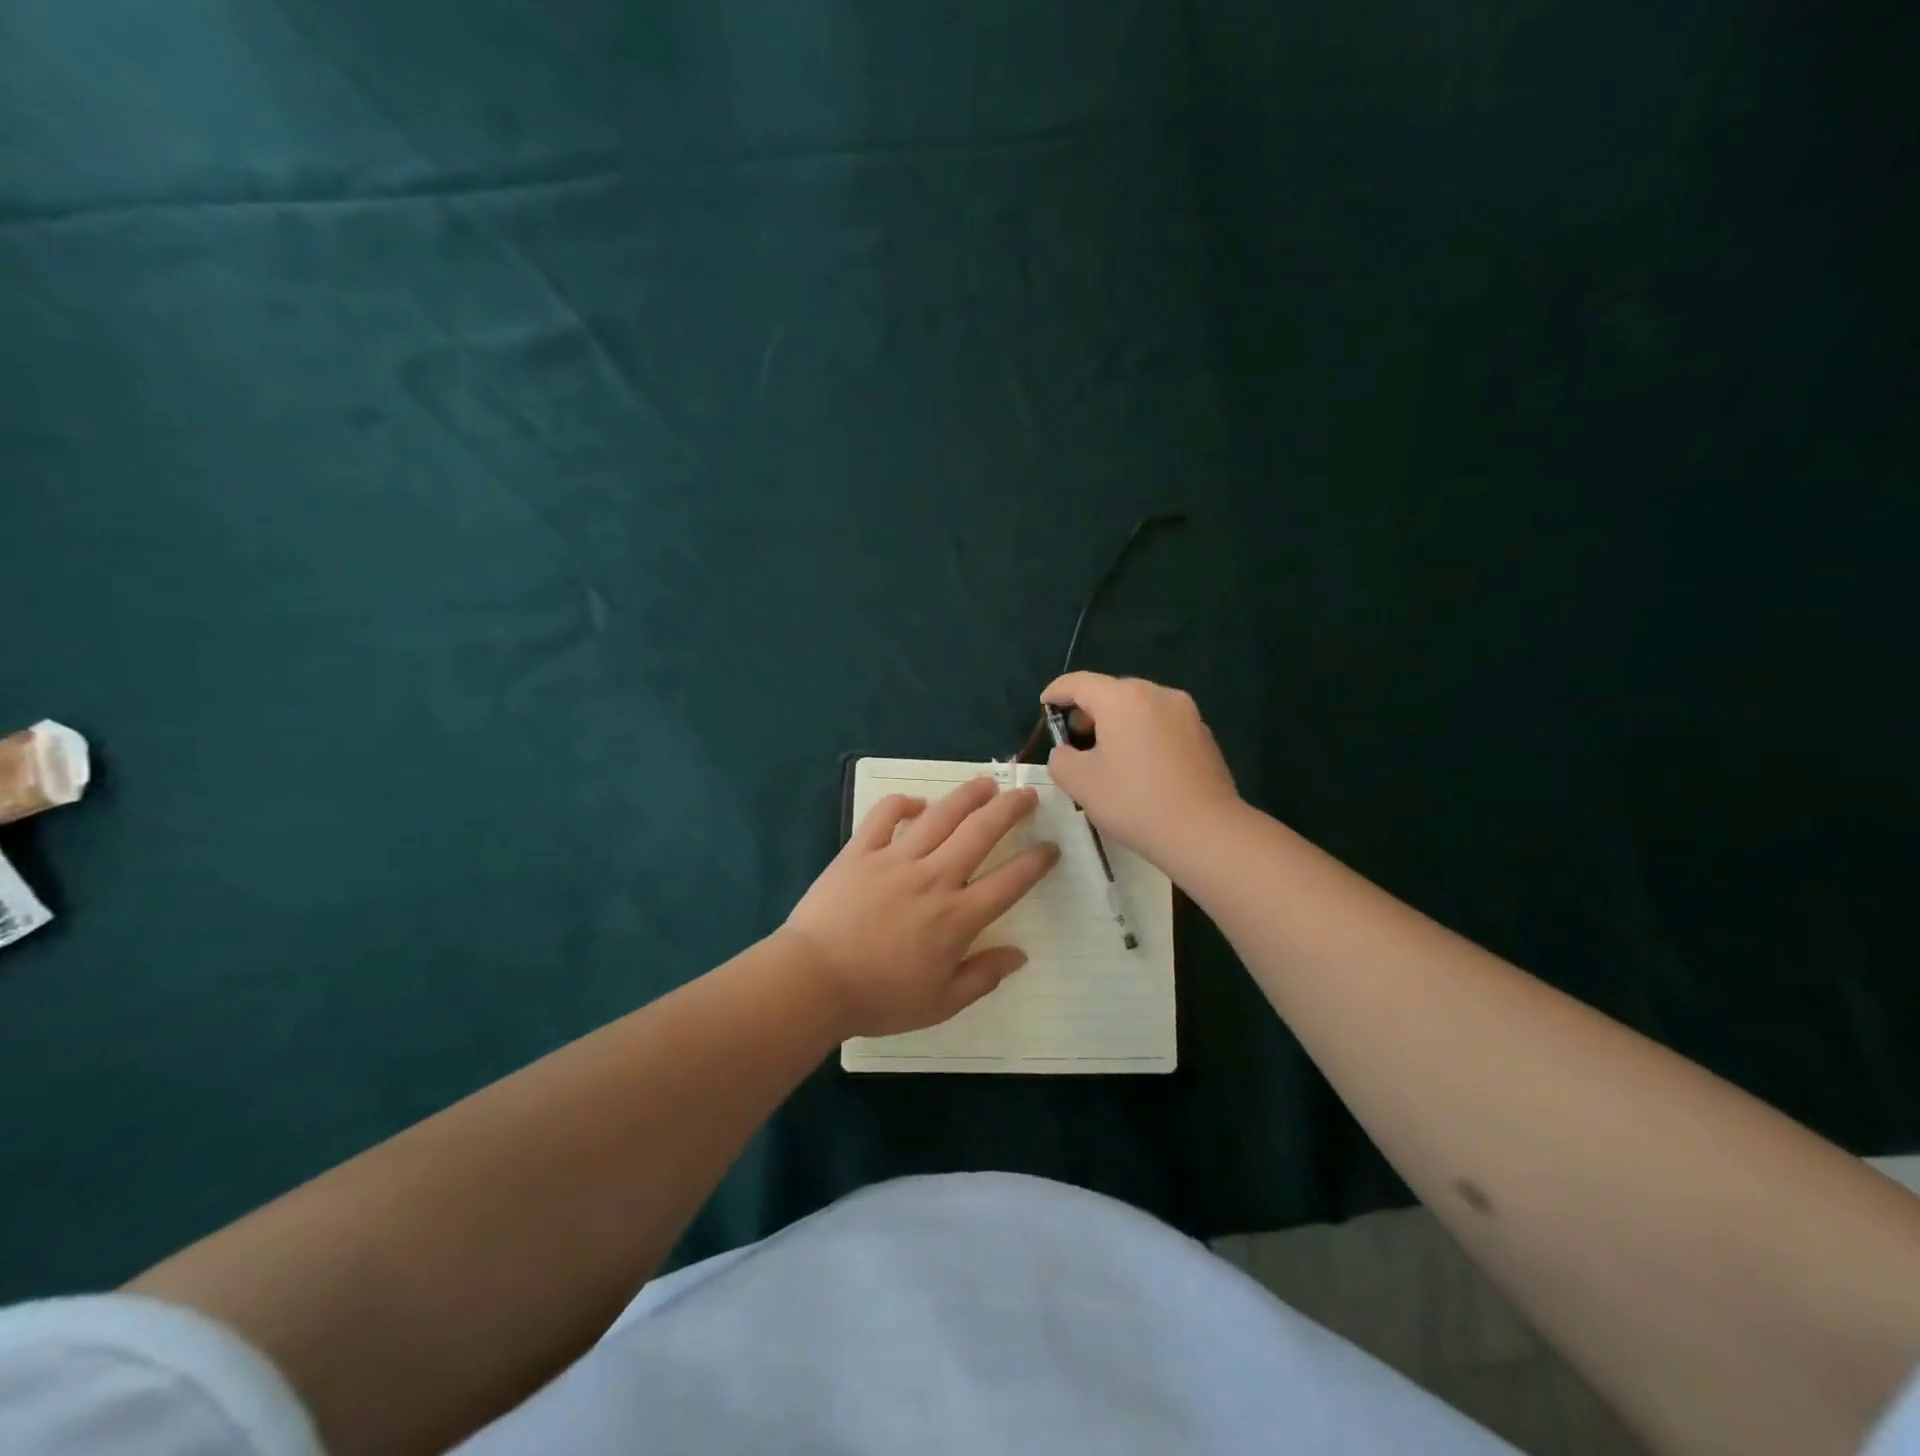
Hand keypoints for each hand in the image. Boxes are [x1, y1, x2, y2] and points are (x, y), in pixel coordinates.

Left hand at [783, 777, 1061, 1037]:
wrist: (813, 982)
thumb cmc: (878, 998)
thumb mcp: (940, 1003)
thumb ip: (983, 977)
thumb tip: (1019, 955)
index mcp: (957, 917)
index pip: (1010, 882)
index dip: (1036, 862)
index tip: (1050, 848)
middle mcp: (934, 878)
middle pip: (981, 833)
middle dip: (1010, 810)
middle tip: (1027, 795)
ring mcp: (895, 859)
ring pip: (940, 816)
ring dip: (967, 796)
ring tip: (986, 784)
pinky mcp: (860, 852)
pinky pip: (884, 816)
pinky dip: (903, 804)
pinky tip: (917, 803)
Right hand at [1041, 672, 1240, 863]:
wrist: (1204, 831)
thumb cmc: (1133, 801)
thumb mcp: (1078, 781)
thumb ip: (1060, 758)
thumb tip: (1068, 752)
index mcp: (1123, 698)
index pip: (1079, 682)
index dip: (1056, 692)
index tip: (1044, 705)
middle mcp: (1158, 694)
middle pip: (1112, 692)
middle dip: (1088, 711)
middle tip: (1073, 739)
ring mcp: (1186, 713)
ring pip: (1139, 709)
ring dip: (1117, 724)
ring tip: (1106, 757)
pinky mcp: (1203, 735)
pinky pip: (1162, 726)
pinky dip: (1143, 736)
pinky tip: (1139, 769)